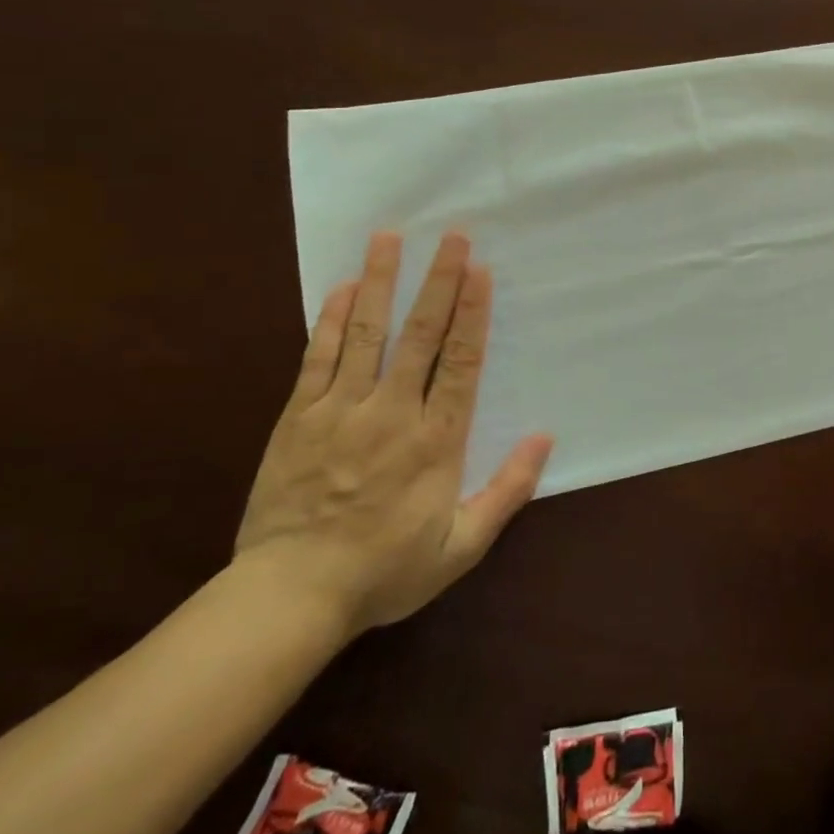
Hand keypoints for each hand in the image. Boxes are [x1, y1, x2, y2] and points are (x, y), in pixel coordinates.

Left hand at [235, 230, 552, 637]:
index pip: (461, 362)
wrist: (289, 596)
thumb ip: (507, 491)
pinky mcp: (298, 417)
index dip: (473, 313)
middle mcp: (391, 412)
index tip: (480, 271)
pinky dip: (332, 320)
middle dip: (439, 282)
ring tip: (390, 239)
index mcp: (435, 441)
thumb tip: (544, 439)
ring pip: (366, 333)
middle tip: (452, 237)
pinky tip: (343, 288)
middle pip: (420, 335)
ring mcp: (341, 410)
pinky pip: (318, 357)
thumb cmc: (384, 571)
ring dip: (381, 282)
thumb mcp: (461, 547)